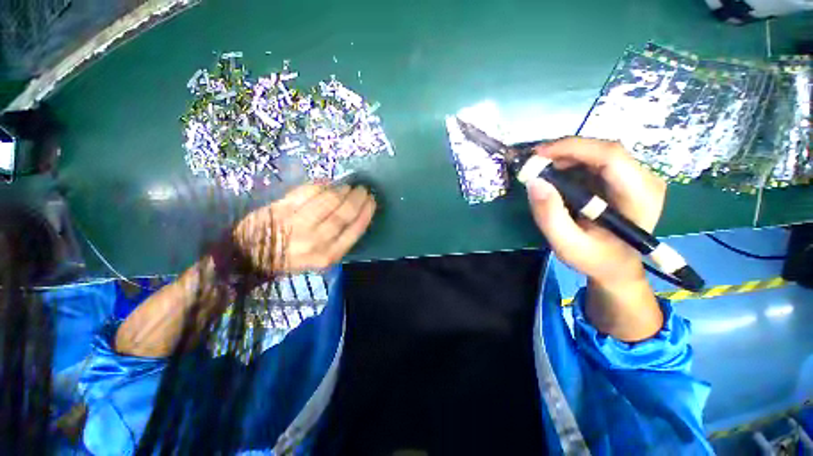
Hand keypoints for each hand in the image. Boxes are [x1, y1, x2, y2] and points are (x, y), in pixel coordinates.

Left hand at [233, 184, 375, 273]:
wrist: (250, 257)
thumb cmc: (289, 259)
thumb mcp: (319, 259)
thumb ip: (338, 241)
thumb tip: (355, 215)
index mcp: (327, 256)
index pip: (354, 230)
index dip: (366, 213)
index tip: (372, 201)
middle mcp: (315, 241)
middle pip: (343, 214)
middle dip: (357, 199)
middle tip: (363, 190)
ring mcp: (298, 224)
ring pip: (328, 201)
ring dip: (342, 190)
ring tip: (348, 186)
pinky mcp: (282, 209)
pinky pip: (308, 192)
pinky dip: (321, 185)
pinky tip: (328, 183)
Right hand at [526, 137, 665, 340]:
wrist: (616, 266)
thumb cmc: (594, 258)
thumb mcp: (566, 244)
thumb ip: (549, 215)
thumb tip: (534, 182)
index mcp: (640, 197)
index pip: (610, 157)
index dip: (572, 148)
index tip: (537, 156)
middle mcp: (646, 180)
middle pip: (604, 150)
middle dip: (565, 152)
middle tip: (534, 164)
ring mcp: (637, 177)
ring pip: (599, 152)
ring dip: (566, 157)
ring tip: (542, 170)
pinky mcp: (626, 178)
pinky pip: (596, 160)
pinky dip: (572, 163)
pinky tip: (556, 175)